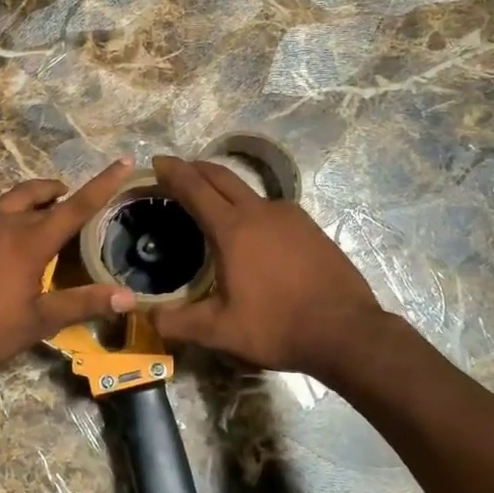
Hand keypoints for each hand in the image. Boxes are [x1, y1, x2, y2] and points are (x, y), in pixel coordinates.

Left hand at [0, 160, 139, 383]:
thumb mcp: (38, 323)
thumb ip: (82, 304)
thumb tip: (129, 297)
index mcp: (32, 242)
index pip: (77, 207)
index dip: (103, 184)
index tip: (123, 162)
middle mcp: (6, 223)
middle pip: (42, 197)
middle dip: (63, 195)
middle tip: (74, 202)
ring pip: (10, 194)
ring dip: (32, 192)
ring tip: (44, 198)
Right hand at [150, 156, 383, 379]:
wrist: (346, 331)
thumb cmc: (277, 326)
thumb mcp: (220, 331)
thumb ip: (178, 323)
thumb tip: (147, 320)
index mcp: (233, 229)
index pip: (195, 188)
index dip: (173, 172)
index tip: (157, 161)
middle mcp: (260, 212)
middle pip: (221, 177)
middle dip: (196, 169)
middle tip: (177, 171)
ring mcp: (290, 216)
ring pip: (249, 191)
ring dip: (225, 188)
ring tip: (213, 203)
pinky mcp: (310, 228)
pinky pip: (272, 208)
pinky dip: (251, 208)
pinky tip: (253, 231)